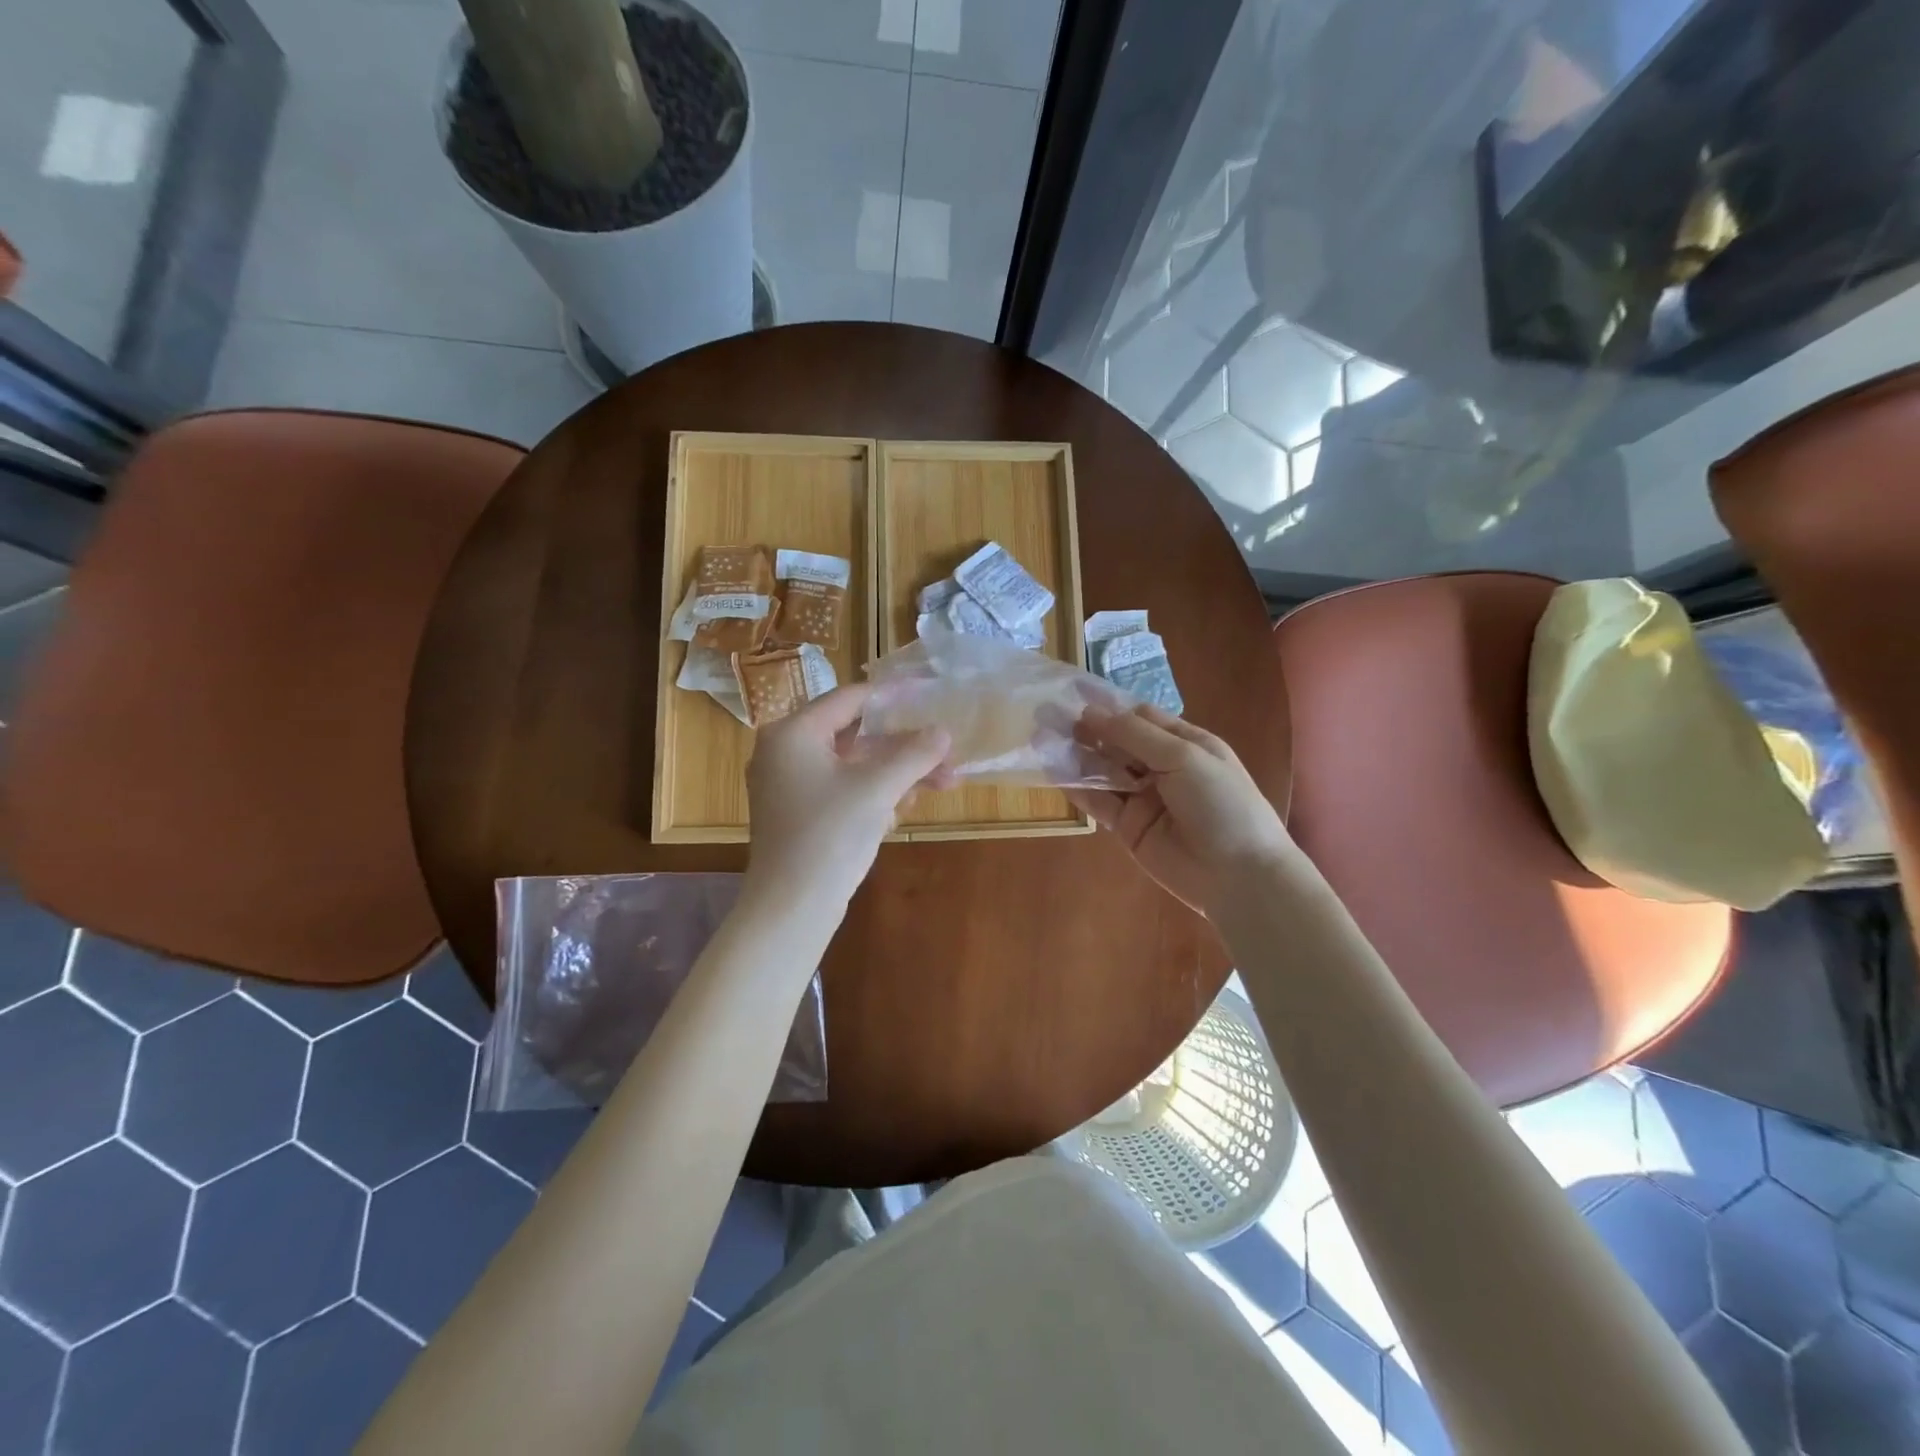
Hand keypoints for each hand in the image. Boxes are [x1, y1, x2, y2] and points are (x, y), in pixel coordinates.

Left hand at [744, 684, 950, 910]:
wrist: (790, 909)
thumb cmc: (830, 836)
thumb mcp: (878, 789)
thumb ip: (913, 754)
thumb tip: (943, 731)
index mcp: (793, 733)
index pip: (850, 699)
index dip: (895, 697)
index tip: (931, 695)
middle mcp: (784, 751)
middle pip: (855, 734)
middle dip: (904, 746)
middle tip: (946, 751)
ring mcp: (788, 784)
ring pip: (852, 765)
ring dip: (896, 772)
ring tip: (944, 782)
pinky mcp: (798, 813)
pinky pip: (842, 788)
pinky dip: (873, 791)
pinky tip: (908, 802)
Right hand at [1068, 705, 1295, 916]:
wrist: (1239, 876)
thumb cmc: (1221, 804)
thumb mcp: (1184, 757)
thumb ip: (1135, 735)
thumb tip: (1090, 714)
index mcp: (1185, 743)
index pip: (1140, 717)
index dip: (1108, 707)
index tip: (1072, 697)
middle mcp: (1162, 767)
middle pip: (1118, 742)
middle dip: (1086, 730)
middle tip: (1046, 715)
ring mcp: (1143, 798)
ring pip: (1104, 771)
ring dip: (1076, 756)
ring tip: (1042, 739)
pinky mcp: (1128, 827)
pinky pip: (1099, 802)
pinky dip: (1077, 788)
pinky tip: (1053, 772)